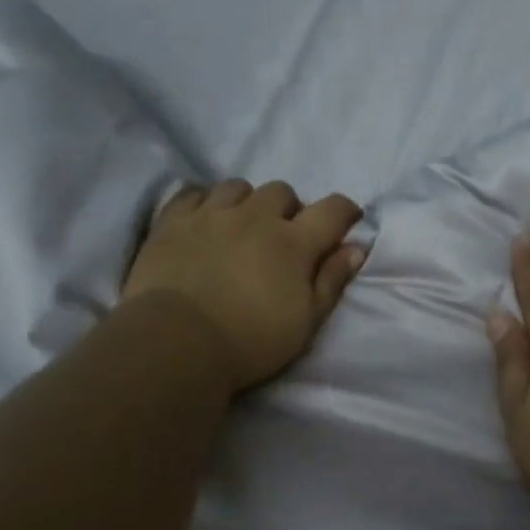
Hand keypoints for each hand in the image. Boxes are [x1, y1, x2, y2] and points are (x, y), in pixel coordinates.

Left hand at [121, 180, 366, 391]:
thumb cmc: (250, 340)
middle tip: (283, 235)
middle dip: (289, 208)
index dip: (345, 211)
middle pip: (282, 191)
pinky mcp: (173, 221)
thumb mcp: (306, 321)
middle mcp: (255, 217)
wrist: (176, 343)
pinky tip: (204, 220)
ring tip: (240, 225)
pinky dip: (204, 202)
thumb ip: (332, 281)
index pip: (332, 209)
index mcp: (293, 242)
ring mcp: (211, 214)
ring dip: (247, 202)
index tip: (346, 223)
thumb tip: (356, 248)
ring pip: (238, 187)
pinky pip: (193, 193)